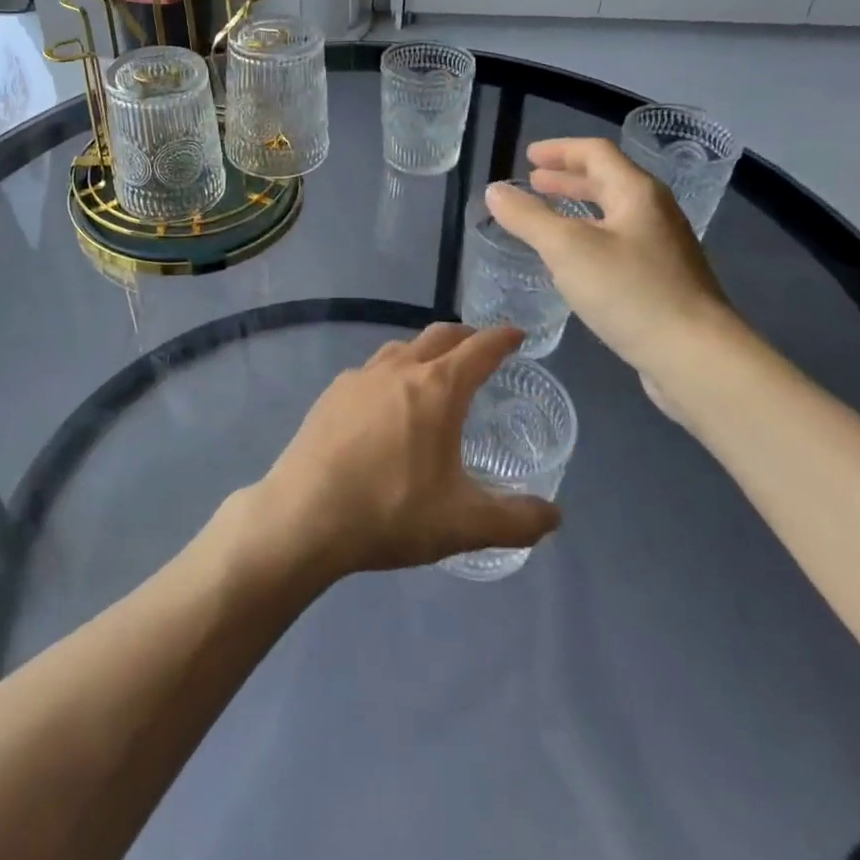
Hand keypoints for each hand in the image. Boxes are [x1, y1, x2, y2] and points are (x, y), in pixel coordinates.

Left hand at [255, 323, 561, 578]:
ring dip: (425, 351)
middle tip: (481, 349)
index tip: (516, 335)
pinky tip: (386, 404)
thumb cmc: (391, 512)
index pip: (479, 349)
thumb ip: (516, 520)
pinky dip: (391, 373)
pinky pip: (371, 370)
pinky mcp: (332, 393)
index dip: (502, 339)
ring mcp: (359, 377)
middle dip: (466, 337)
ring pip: (400, 348)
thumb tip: (554, 516)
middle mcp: (398, 369)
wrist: (305, 514)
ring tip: (435, 374)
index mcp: (436, 388)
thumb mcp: (464, 524)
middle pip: (439, 336)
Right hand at [484, 138, 736, 392]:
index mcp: (637, 193)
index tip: (528, 156)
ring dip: (577, 209)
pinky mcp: (662, 281)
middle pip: (608, 181)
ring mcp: (662, 249)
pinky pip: (618, 244)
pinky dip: (589, 238)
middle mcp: (654, 213)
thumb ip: (528, 217)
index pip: (596, 153)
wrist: (695, 356)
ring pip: (613, 215)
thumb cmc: (630, 291)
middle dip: (567, 179)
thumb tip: (494, 191)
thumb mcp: (567, 249)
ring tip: (546, 217)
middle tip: (533, 182)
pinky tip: (572, 263)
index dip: (560, 150)